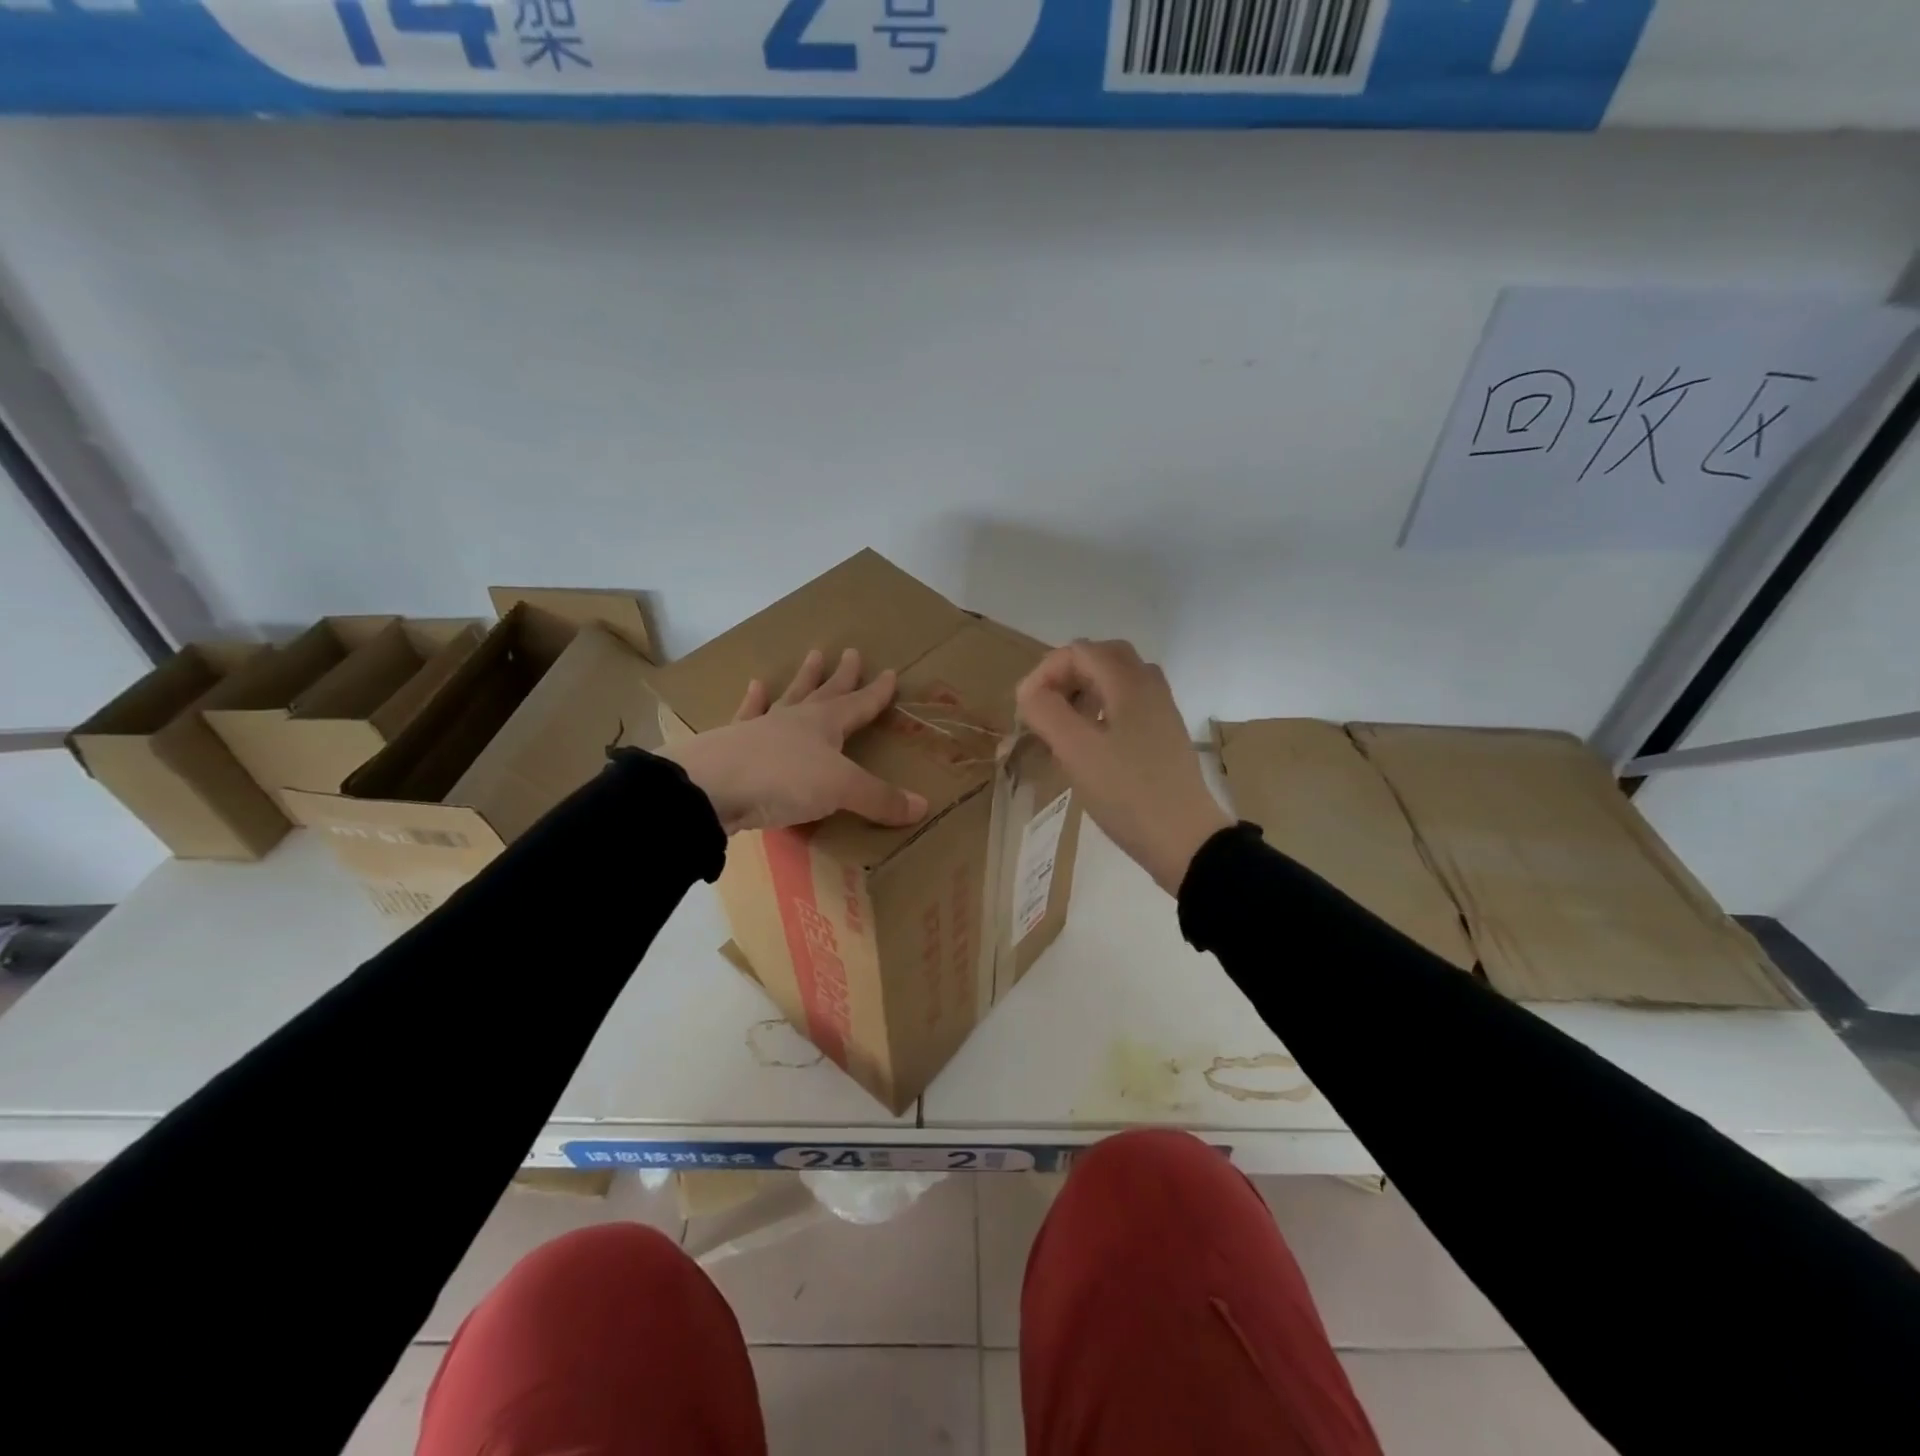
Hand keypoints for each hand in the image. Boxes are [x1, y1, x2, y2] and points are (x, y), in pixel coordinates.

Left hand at [662, 648, 929, 834]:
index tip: (890, 673)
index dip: (877, 693)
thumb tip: (922, 806)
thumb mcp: (841, 790)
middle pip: (825, 692)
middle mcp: (796, 719)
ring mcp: (762, 727)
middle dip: (842, 676)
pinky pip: (748, 714)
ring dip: (803, 678)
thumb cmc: (782, 781)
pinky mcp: (734, 743)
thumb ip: (879, 798)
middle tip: (851, 652)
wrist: (710, 786)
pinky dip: (753, 701)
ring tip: (812, 655)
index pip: (859, 704)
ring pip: (789, 696)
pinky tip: (754, 686)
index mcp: (825, 724)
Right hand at [1015, 640, 1232, 895]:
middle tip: (1044, 708)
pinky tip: (1090, 745)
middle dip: (1066, 675)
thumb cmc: (1127, 792)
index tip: (1025, 709)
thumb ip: (1046, 712)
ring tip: (1062, 725)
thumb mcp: (1076, 751)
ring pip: (1117, 681)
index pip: (1078, 651)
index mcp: (1129, 682)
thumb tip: (1029, 692)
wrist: (1185, 838)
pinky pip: (1128, 704)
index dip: (1044, 672)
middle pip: (1102, 657)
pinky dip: (1102, 710)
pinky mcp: (1164, 735)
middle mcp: (1149, 686)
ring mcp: (1161, 711)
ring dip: (1084, 692)